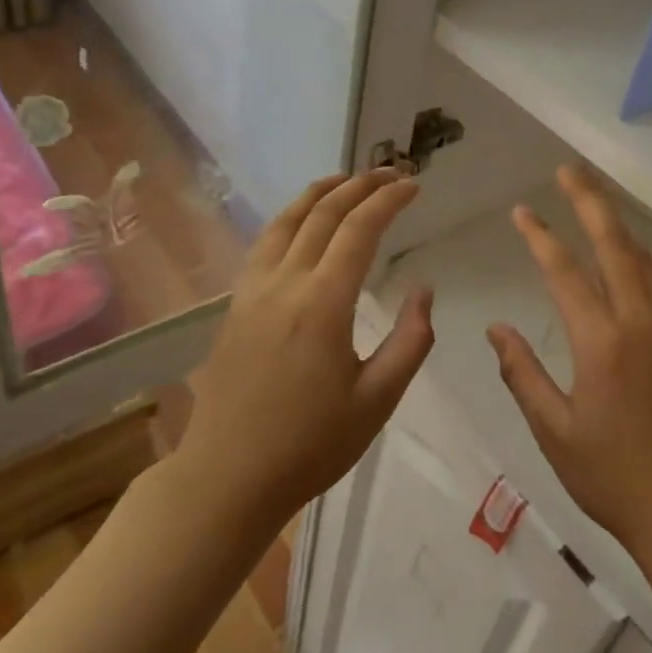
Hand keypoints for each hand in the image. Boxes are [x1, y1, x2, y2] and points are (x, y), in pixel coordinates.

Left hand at [177, 170, 433, 524]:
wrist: (227, 478)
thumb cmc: (311, 444)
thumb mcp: (378, 400)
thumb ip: (410, 340)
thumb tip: (424, 290)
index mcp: (323, 303)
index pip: (359, 229)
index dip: (389, 200)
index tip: (414, 186)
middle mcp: (284, 284)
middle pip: (322, 214)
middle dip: (360, 186)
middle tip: (392, 173)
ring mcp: (252, 292)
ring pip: (286, 221)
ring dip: (320, 192)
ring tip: (347, 180)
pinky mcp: (235, 306)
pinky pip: (265, 243)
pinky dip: (291, 217)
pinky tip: (302, 222)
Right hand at [487, 165, 651, 565]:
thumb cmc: (612, 476)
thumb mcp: (554, 432)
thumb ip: (523, 375)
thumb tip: (496, 330)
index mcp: (601, 343)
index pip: (565, 273)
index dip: (541, 237)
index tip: (522, 211)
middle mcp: (638, 322)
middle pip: (614, 245)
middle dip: (590, 203)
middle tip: (568, 171)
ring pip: (642, 258)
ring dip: (617, 223)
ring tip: (594, 199)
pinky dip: (641, 255)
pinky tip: (632, 254)